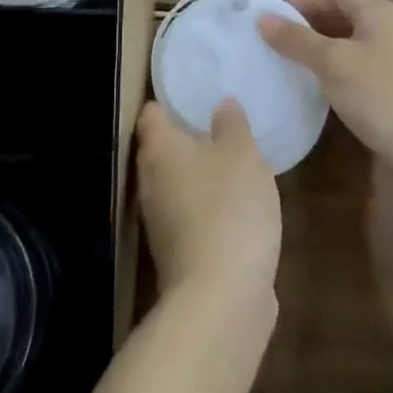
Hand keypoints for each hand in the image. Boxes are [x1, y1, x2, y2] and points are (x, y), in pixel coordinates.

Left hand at [136, 99, 280, 308]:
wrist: (221, 298)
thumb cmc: (229, 209)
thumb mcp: (242, 154)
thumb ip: (232, 125)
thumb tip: (222, 103)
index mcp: (159, 150)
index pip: (152, 114)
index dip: (169, 102)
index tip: (193, 94)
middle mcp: (150, 183)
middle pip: (161, 150)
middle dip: (186, 138)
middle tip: (219, 124)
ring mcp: (160, 223)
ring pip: (177, 185)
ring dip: (200, 175)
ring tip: (233, 163)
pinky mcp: (178, 254)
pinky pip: (191, 217)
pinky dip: (209, 208)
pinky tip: (237, 207)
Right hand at [258, 0, 392, 176]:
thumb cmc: (381, 96)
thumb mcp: (333, 63)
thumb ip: (296, 39)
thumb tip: (262, 18)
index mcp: (378, 11)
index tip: (274, 20)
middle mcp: (386, 27)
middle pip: (341, 10)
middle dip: (308, 21)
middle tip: (276, 42)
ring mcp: (391, 58)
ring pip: (346, 39)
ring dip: (318, 46)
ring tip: (288, 63)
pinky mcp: (390, 86)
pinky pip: (354, 64)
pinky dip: (331, 68)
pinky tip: (314, 85)